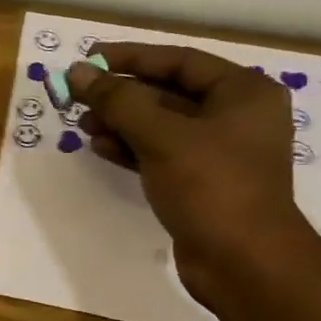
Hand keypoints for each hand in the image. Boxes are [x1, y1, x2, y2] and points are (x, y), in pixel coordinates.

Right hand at [66, 44, 313, 301]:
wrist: (243, 262)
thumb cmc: (211, 186)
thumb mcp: (161, 136)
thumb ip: (118, 100)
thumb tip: (77, 72)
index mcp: (243, 92)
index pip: (179, 61)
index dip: (130, 58)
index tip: (88, 59)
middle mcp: (236, 116)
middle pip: (168, 93)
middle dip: (122, 95)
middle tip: (78, 97)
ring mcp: (219, 153)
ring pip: (160, 126)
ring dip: (121, 123)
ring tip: (83, 125)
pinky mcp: (201, 183)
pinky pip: (160, 154)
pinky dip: (131, 149)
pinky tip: (100, 149)